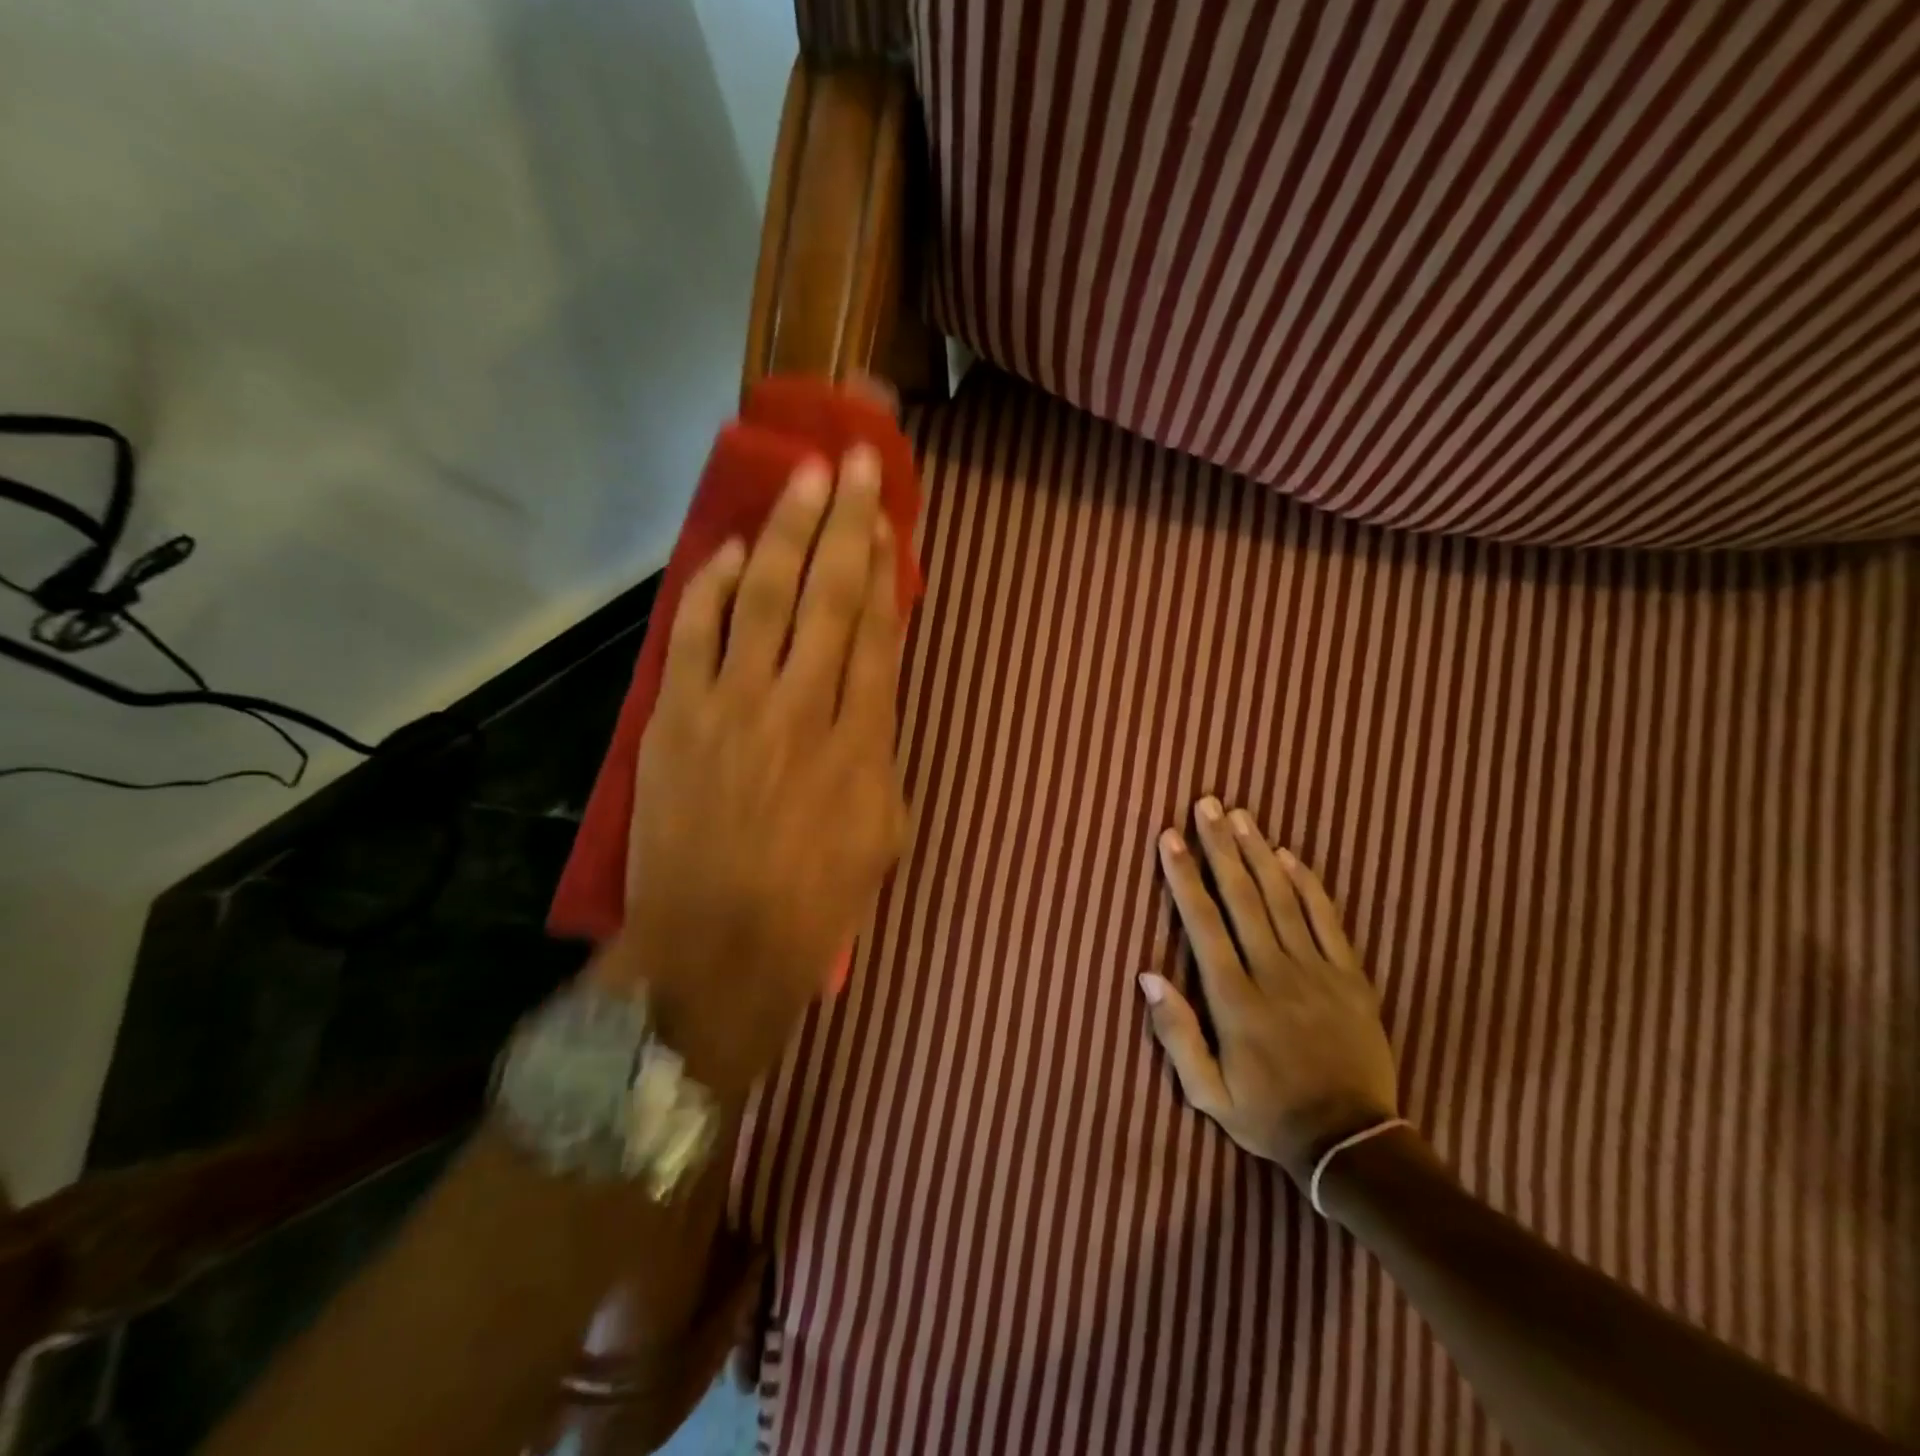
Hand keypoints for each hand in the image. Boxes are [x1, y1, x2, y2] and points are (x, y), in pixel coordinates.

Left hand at [604, 446, 908, 1096]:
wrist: (716, 951)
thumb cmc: (815, 905)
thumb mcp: (883, 835)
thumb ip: (882, 755)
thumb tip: (870, 697)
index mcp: (860, 744)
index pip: (875, 632)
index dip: (883, 569)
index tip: (887, 520)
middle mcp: (801, 709)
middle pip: (828, 597)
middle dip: (845, 524)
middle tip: (855, 462)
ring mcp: (731, 708)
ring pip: (763, 598)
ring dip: (784, 532)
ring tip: (803, 478)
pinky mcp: (673, 718)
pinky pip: (692, 633)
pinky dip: (708, 586)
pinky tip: (727, 549)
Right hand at [1140, 798, 1400, 1187]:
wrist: (1351, 1145)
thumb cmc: (1268, 1115)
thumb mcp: (1206, 1093)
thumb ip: (1176, 1033)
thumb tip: (1146, 975)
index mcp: (1235, 1000)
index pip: (1203, 923)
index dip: (1184, 876)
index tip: (1170, 838)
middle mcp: (1274, 974)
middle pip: (1242, 897)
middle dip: (1219, 846)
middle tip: (1205, 804)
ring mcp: (1317, 972)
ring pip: (1283, 898)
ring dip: (1258, 853)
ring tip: (1240, 815)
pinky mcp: (1352, 978)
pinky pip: (1328, 921)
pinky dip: (1308, 884)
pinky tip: (1289, 855)